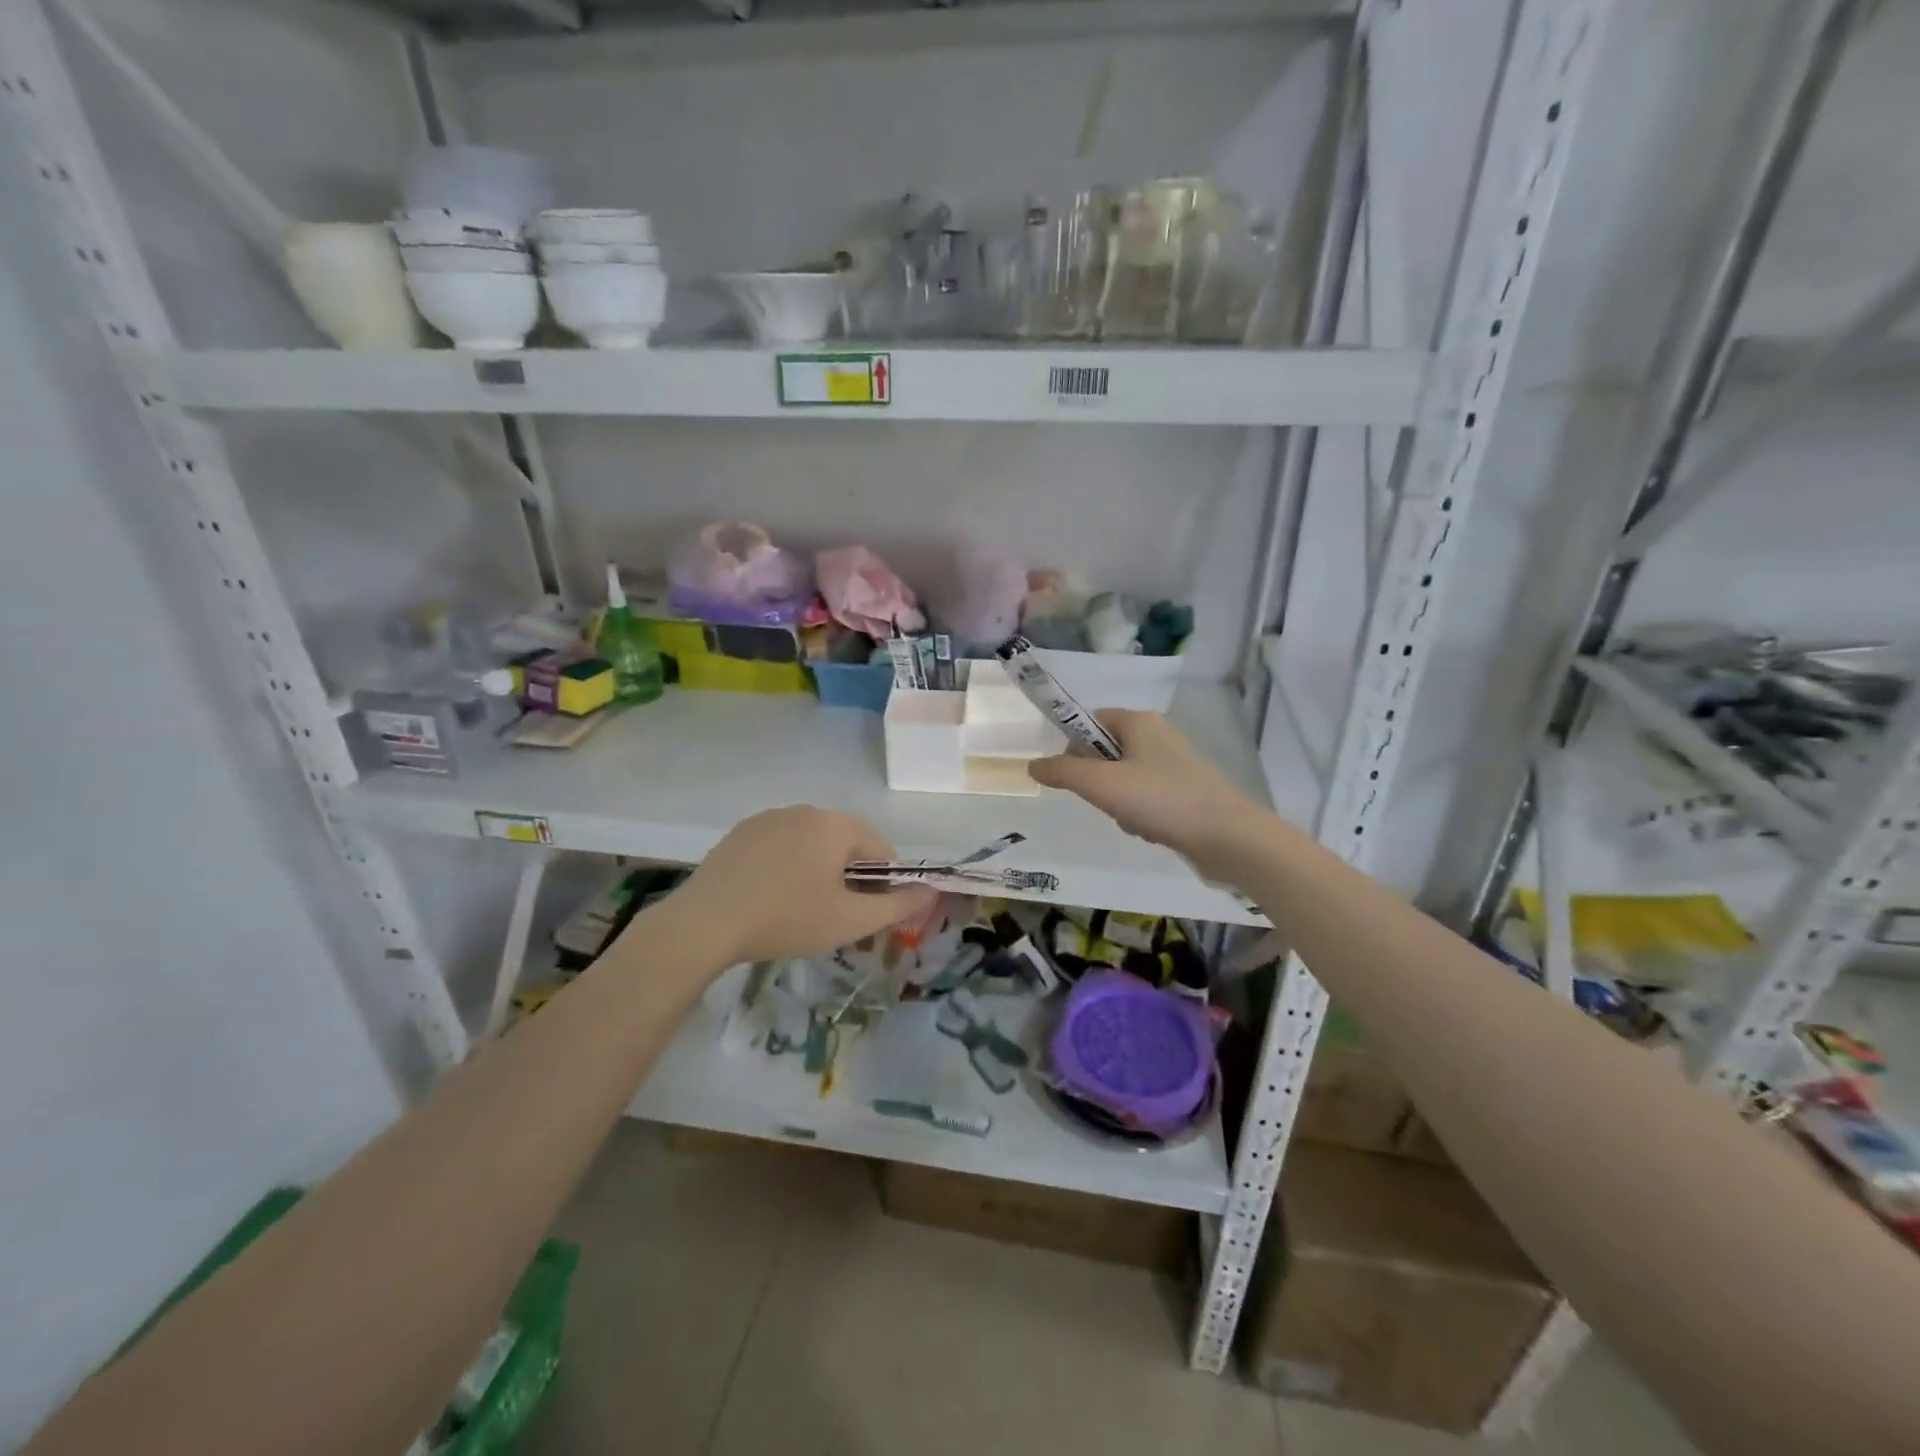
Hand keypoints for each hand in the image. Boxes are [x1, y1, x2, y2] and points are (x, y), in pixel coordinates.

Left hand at [673, 806, 935, 963]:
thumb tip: (932, 890)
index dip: (881, 886)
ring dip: (816, 872)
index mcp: (836, 824)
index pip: (880, 850)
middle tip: (832, 917)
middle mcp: (806, 809)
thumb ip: (897, 905)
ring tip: (798, 910)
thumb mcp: (850, 921)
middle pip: (845, 844)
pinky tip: (768, 898)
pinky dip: (785, 867)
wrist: (706, 923)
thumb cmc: (787, 918)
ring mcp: (769, 818)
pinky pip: (780, 847)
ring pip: (811, 845)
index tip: (863, 916)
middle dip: (847, 878)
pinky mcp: (741, 832)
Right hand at [1028, 711, 1260, 873]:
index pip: (1090, 720)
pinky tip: (1150, 831)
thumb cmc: (1161, 800)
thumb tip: (1032, 764)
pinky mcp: (1184, 791)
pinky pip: (1144, 798)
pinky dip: (1139, 815)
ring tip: (1132, 821)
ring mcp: (1173, 764)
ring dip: (1118, 804)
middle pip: (1104, 753)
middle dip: (1097, 783)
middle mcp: (1157, 735)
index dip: (1073, 746)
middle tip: (1106, 801)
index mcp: (1138, 721)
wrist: (1227, 837)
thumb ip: (1062, 771)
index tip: (1071, 776)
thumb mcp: (1101, 784)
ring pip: (1122, 780)